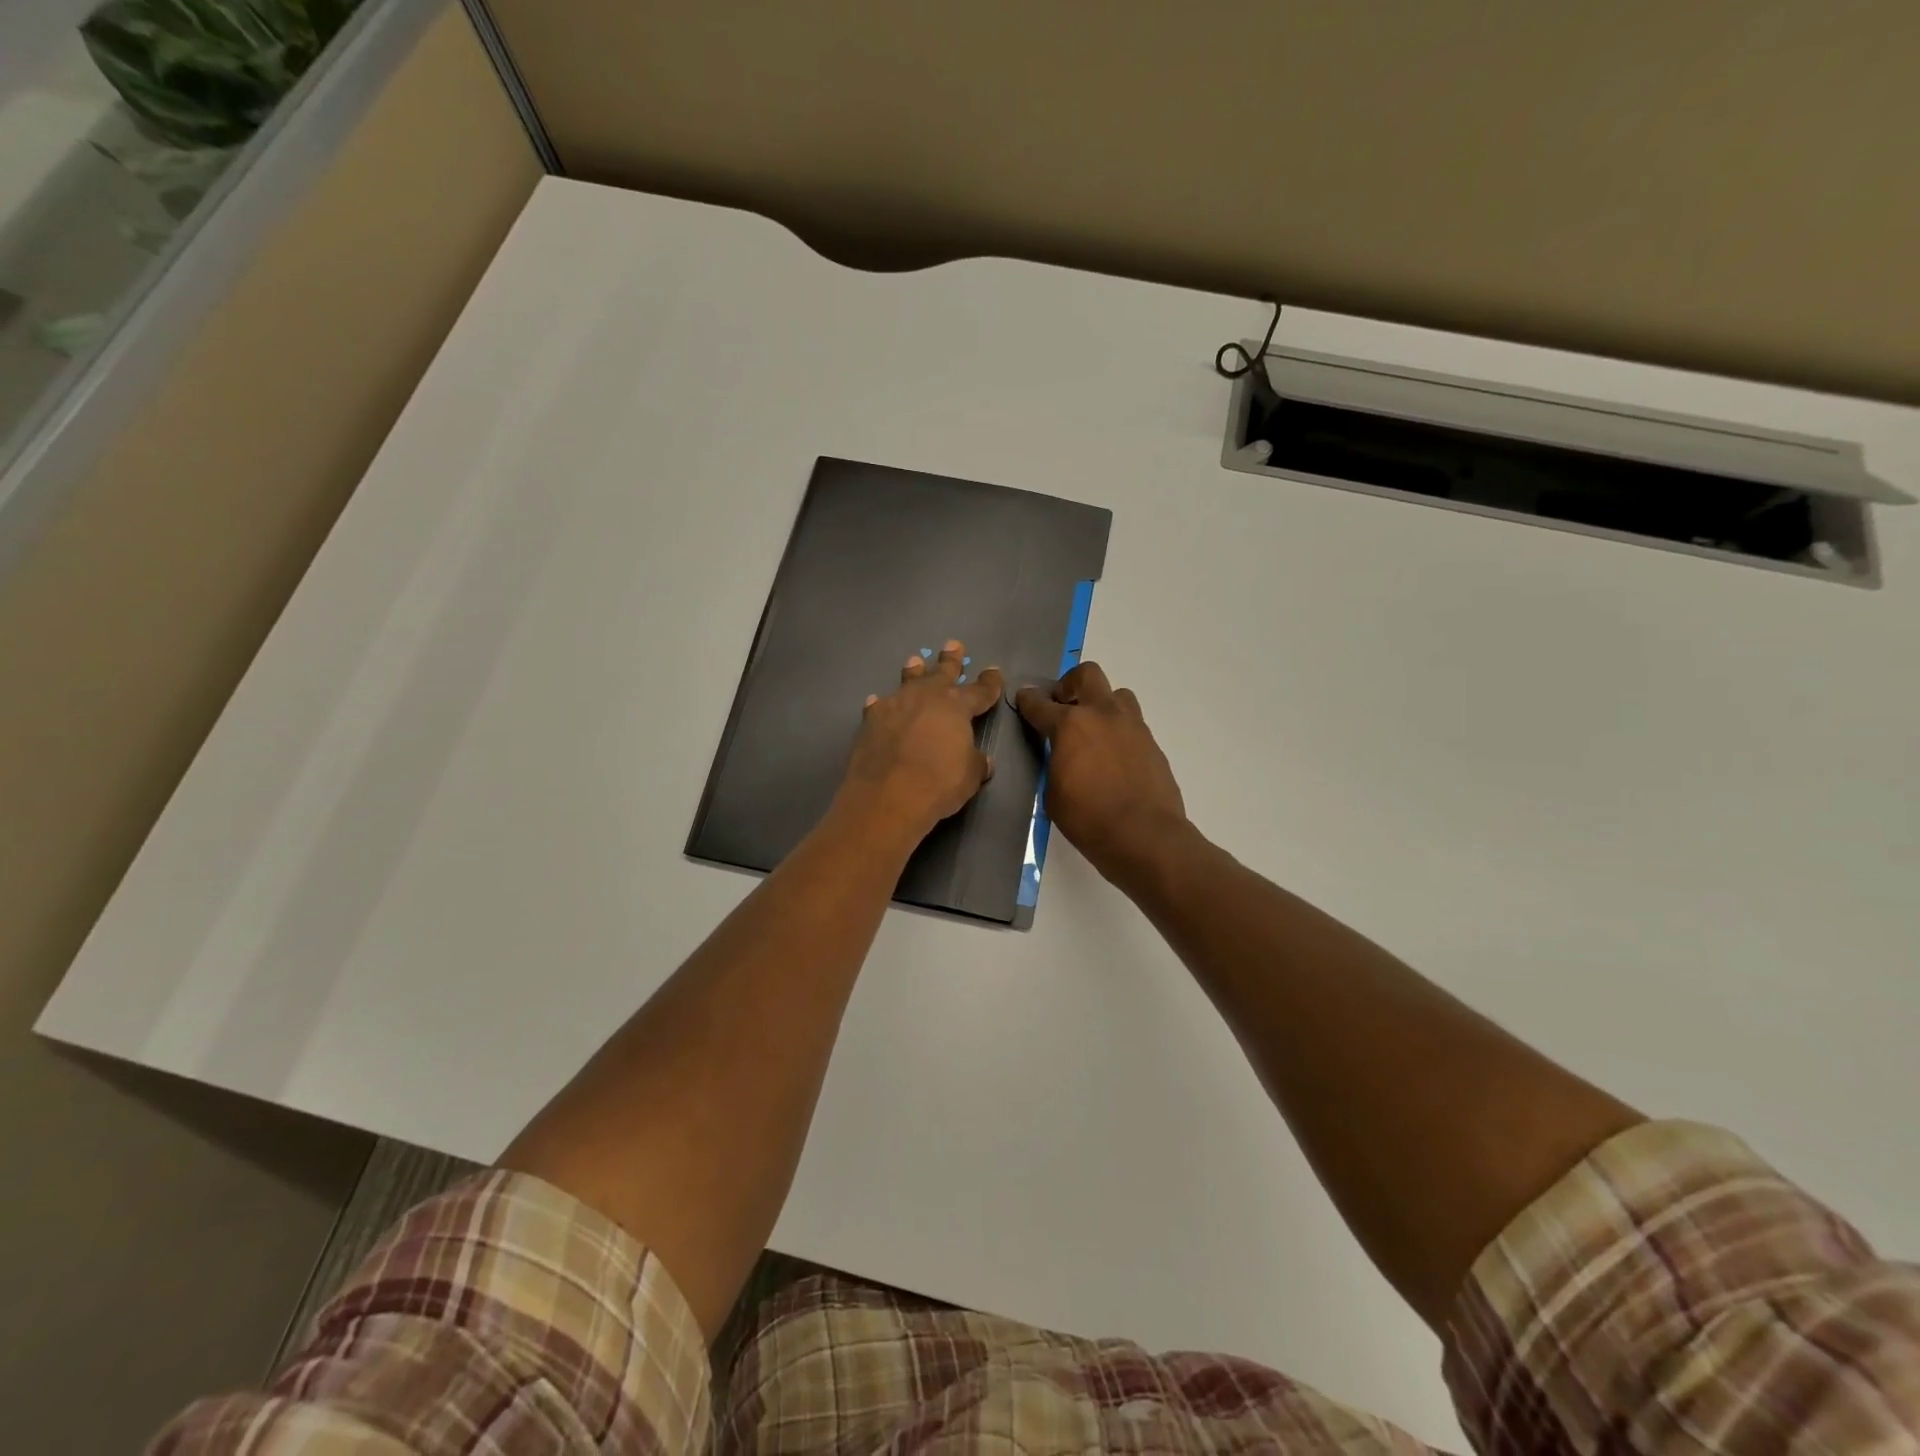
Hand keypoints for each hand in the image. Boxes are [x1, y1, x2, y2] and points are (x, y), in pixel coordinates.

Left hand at [838, 640, 1003, 844]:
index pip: (980, 691)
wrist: (888, 796)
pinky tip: (877, 702)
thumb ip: (976, 762)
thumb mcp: (970, 776)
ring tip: (915, 661)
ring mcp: (895, 705)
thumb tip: (982, 760)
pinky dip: (882, 704)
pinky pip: (879, 706)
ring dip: (914, 671)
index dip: (990, 683)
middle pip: (942, 673)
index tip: (994, 671)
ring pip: (908, 681)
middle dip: (950, 660)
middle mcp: (926, 697)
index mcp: (956, 706)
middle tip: (953, 645)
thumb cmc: (939, 783)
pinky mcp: (871, 720)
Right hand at [1016, 662, 1187, 881]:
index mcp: (1069, 725)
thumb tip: (1059, 755)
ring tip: (1094, 730)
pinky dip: (1119, 731)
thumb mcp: (1052, 793)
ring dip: (1101, 704)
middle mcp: (1102, 714)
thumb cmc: (1088, 819)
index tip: (1024, 700)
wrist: (1144, 835)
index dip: (1028, 700)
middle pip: (1086, 675)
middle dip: (1069, 685)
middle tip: (1063, 707)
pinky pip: (1132, 723)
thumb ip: (1053, 763)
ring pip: (1117, 694)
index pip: (1040, 704)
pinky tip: (1114, 757)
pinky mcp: (1152, 743)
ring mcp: (1132, 726)